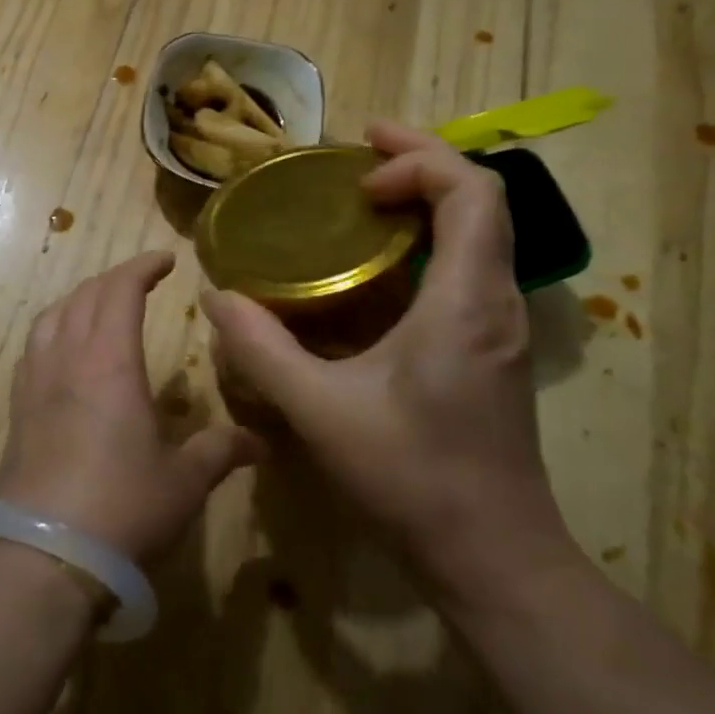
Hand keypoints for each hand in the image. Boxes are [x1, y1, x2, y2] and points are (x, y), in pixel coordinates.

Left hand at [0, 250, 266, 563]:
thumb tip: (260, 442)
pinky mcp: (17, 411)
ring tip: (99, 306)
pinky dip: (52, 331)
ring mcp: (35, 383)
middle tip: (141, 281)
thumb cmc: (122, 507)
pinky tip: (63, 353)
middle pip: (85, 296)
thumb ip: (220, 452)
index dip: (143, 267)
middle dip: (114, 279)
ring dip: (78, 300)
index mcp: (110, 362)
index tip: (166, 260)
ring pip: (51, 317)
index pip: (121, 291)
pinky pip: (32, 350)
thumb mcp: (184, 481)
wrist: (43, 556)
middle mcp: (67, 360)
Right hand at [202, 124, 575, 603]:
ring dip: (427, 200)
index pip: (471, 192)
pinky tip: (377, 266)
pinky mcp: (489, 348)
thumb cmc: (413, 478)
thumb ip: (262, 350)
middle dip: (422, 163)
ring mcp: (498, 326)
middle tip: (358, 156)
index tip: (360, 169)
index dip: (420, 159)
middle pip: (481, 200)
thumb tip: (217, 298)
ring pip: (479, 232)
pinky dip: (427, 240)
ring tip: (364, 198)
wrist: (493, 557)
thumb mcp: (320, 410)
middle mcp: (494, 300)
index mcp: (464, 300)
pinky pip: (467, 266)